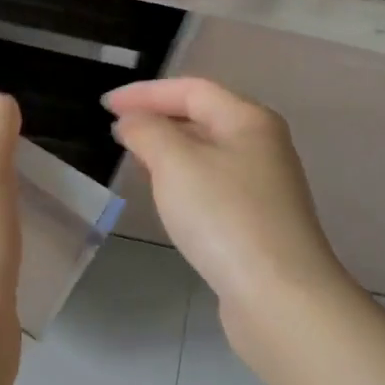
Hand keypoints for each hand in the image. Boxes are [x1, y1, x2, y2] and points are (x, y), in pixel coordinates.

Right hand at [104, 78, 350, 320]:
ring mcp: (264, 185)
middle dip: (158, 118)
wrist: (279, 295)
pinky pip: (213, 184)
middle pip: (204, 117)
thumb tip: (132, 122)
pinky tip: (167, 197)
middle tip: (117, 131)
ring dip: (169, 150)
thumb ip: (147, 132)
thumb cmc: (224, 217)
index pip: (192, 89)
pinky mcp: (259, 220)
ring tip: (134, 159)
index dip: (145, 93)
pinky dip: (184, 180)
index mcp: (249, 120)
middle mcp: (263, 145)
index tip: (105, 105)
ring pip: (208, 152)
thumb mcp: (175, 163)